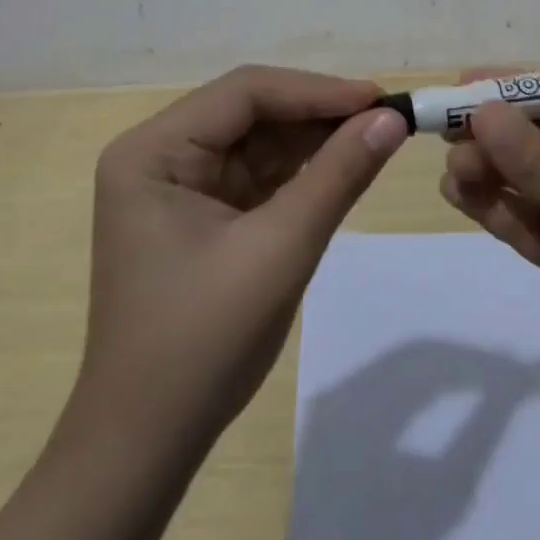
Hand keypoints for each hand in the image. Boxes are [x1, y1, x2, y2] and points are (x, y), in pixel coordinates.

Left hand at [76, 65, 409, 455]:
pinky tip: (342, 163)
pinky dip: (300, 170)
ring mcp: (177, 184)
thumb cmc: (203, 344)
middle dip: (317, 113)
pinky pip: (257, 173)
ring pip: (258, 139)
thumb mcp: (280, 250)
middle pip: (250, 111)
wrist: (146, 448)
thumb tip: (392, 118)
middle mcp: (159, 154)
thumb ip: (338, 175)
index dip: (316, 90)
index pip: (244, 93)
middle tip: (385, 116)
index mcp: (153, 150)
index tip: (379, 99)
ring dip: (314, 139)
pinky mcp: (199, 212)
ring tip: (375, 134)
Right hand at [439, 78, 539, 455]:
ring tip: (452, 175)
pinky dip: (496, 209)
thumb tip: (483, 112)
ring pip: (530, 178)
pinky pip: (527, 219)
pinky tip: (461, 198)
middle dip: (498, 136)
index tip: (466, 84)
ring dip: (490, 172)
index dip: (521, 88)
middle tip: (447, 136)